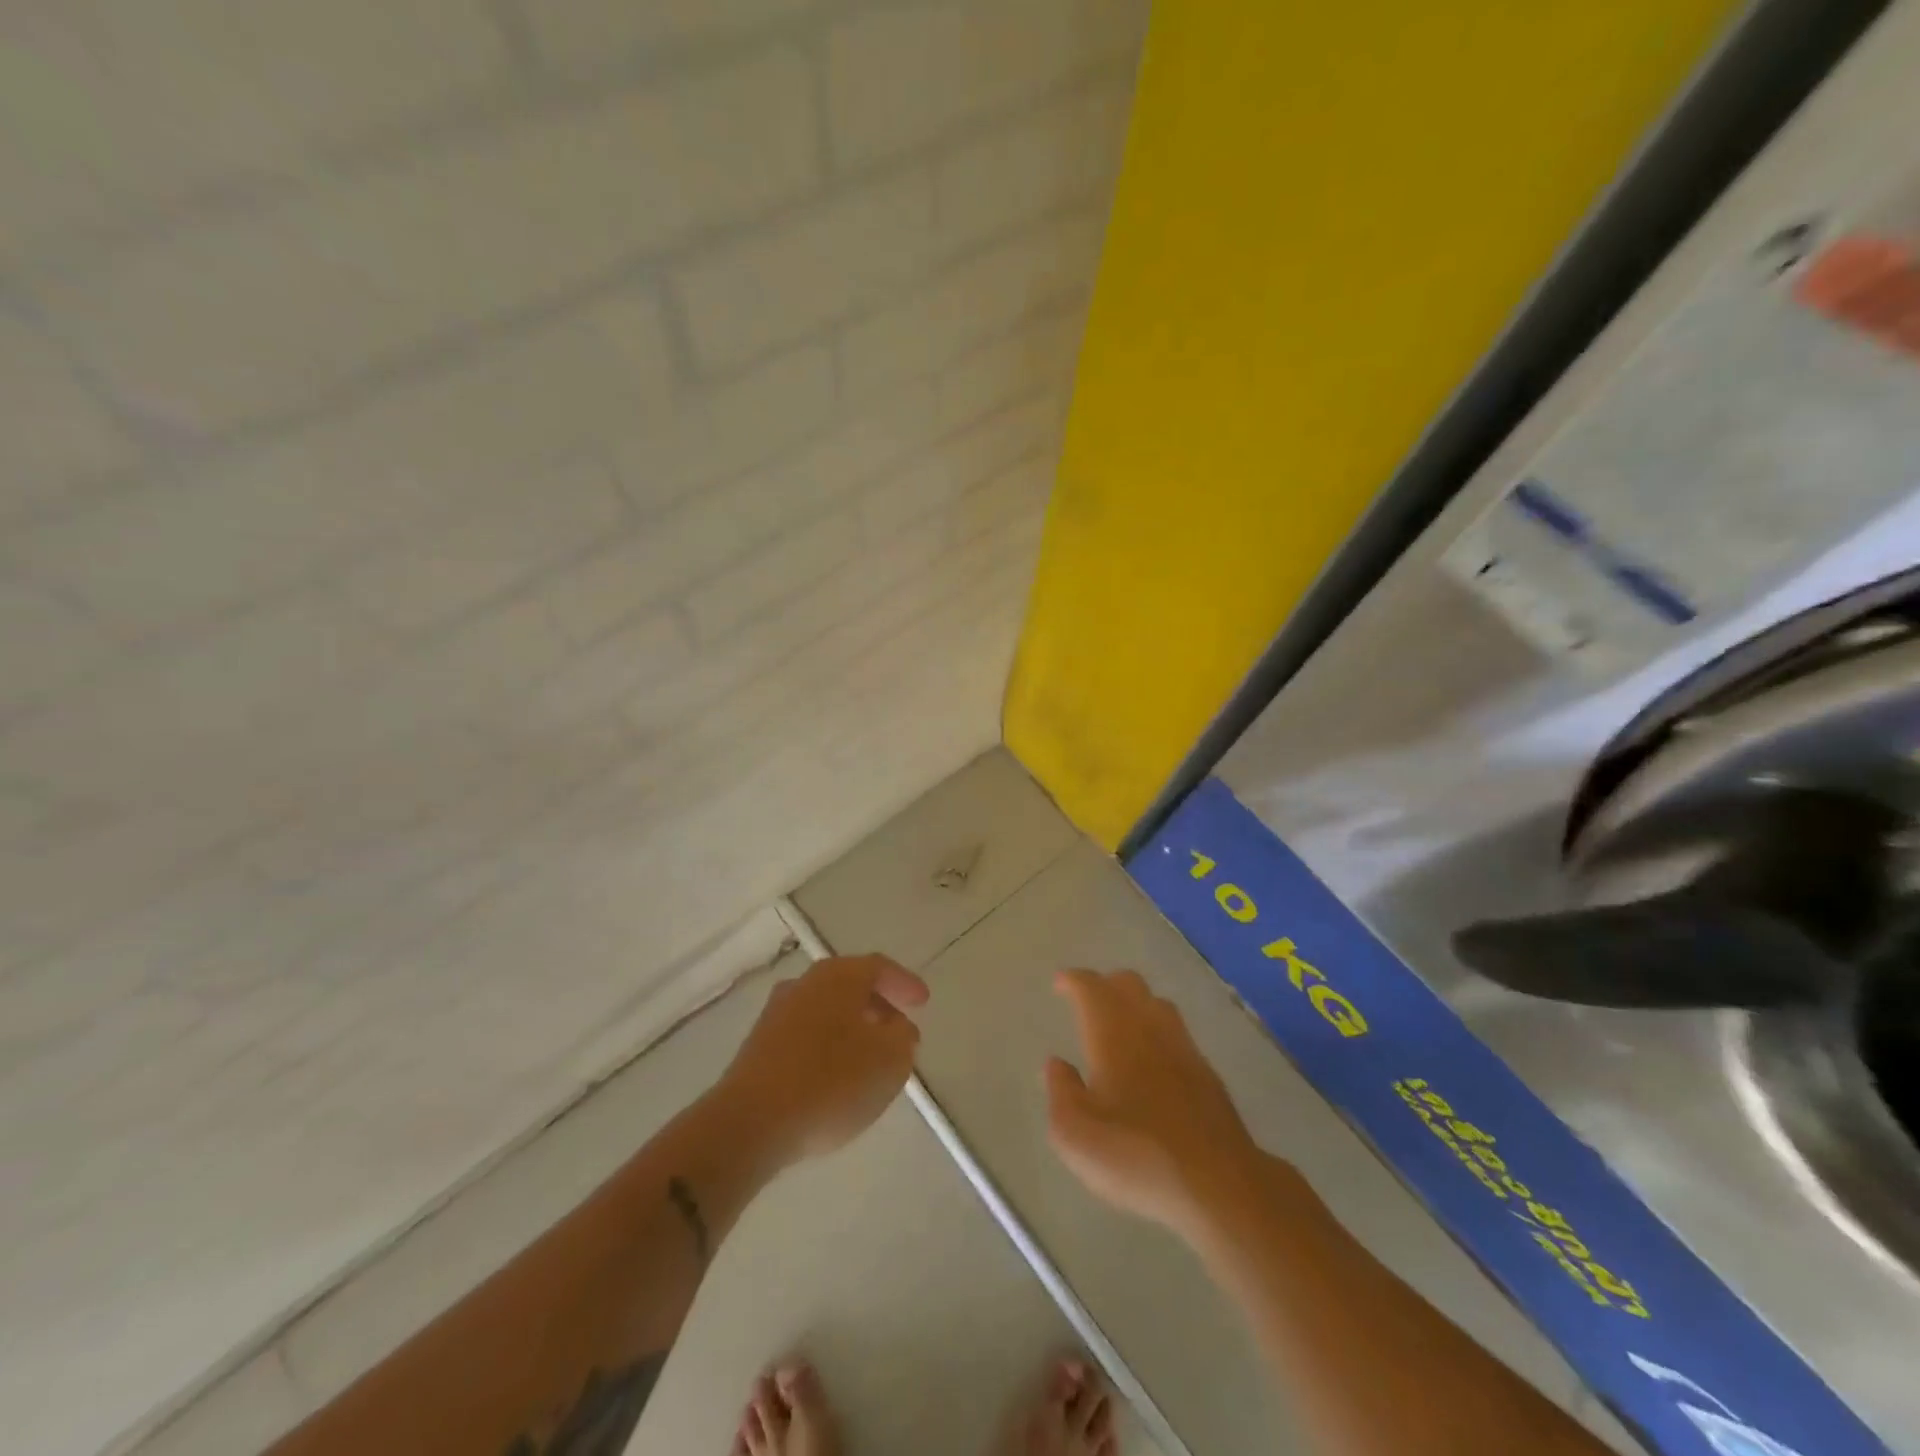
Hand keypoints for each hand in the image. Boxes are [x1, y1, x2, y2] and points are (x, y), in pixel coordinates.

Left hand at [720, 954, 927, 1163]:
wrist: (750, 1123)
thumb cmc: (831, 1082)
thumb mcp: (890, 1062)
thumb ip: (903, 1038)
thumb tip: (897, 1027)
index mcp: (839, 976)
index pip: (879, 967)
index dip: (904, 983)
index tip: (923, 1003)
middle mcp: (805, 983)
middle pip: (850, 985)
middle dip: (878, 1005)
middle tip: (899, 1030)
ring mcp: (777, 1013)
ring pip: (826, 1010)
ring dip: (851, 1027)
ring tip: (869, 1057)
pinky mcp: (758, 1046)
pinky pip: (805, 1035)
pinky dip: (827, 1045)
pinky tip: (835, 1076)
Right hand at [1045, 969, 1261, 1239]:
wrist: (1218, 1184)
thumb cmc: (1136, 1155)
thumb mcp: (1074, 1135)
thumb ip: (1060, 1091)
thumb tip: (1057, 1064)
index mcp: (1112, 1034)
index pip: (1091, 988)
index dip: (1073, 980)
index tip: (1060, 983)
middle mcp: (1149, 1028)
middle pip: (1128, 984)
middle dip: (1105, 985)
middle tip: (1087, 1001)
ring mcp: (1183, 1048)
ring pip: (1156, 1004)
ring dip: (1134, 1003)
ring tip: (1119, 1025)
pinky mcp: (1206, 1073)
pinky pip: (1176, 1032)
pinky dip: (1156, 1031)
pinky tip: (1152, 1059)